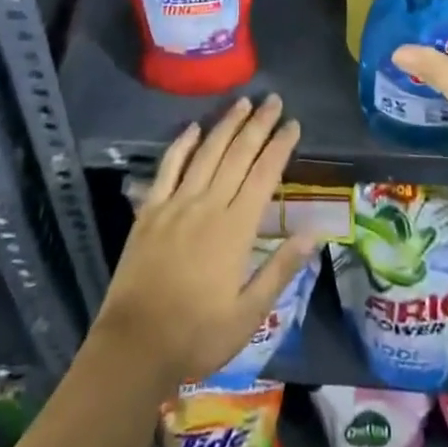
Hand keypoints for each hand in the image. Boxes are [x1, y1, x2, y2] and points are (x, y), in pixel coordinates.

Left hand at [95, 94, 318, 389]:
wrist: (134, 347)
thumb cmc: (197, 336)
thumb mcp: (248, 316)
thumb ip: (279, 270)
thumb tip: (313, 235)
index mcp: (235, 229)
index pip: (264, 175)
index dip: (280, 147)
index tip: (293, 124)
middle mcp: (208, 205)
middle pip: (238, 154)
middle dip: (258, 124)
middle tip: (273, 100)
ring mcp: (176, 203)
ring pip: (206, 152)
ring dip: (226, 124)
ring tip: (243, 102)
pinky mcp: (150, 209)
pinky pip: (169, 167)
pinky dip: (182, 144)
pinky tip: (193, 127)